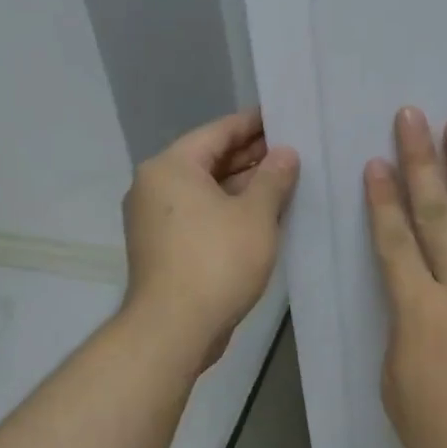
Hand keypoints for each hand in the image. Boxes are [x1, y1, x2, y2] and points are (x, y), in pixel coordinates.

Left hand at [122, 108, 299, 365]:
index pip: (218, 131)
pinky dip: (227, 211)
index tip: (284, 118)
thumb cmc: (217, 261)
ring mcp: (154, 219)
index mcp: (171, 166)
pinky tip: (261, 215)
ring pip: (205, 190)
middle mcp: (154, 186)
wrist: (174, 328)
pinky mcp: (162, 247)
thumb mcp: (255, 215)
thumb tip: (285, 153)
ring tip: (284, 181)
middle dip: (250, 157)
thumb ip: (273, 178)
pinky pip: (199, 215)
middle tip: (292, 151)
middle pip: (208, 160)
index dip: (254, 124)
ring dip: (241, 187)